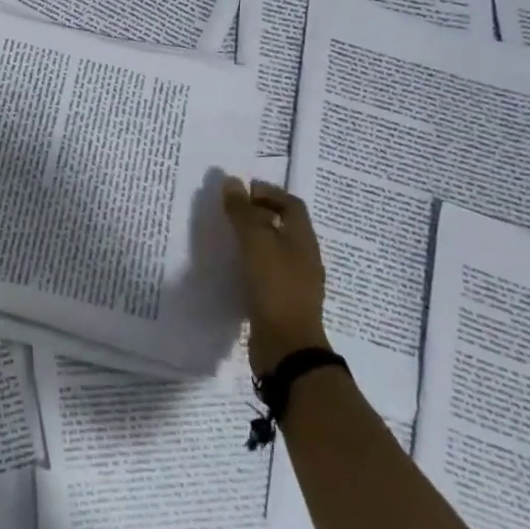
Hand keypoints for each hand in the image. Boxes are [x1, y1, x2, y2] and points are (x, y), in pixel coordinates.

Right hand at [223, 177, 329, 373]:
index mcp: (303, 239)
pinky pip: (266, 272)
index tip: (242, 191)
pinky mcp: (281, 301)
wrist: (287, 346)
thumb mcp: (255, 243)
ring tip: (226, 237)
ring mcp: (294, 281)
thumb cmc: (275, 287)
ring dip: (253, 239)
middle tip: (229, 212)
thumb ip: (243, 212)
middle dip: (258, 214)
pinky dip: (250, 263)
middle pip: (283, 226)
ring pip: (274, 250)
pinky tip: (232, 268)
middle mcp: (303, 258)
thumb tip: (231, 182)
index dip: (269, 192)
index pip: (291, 204)